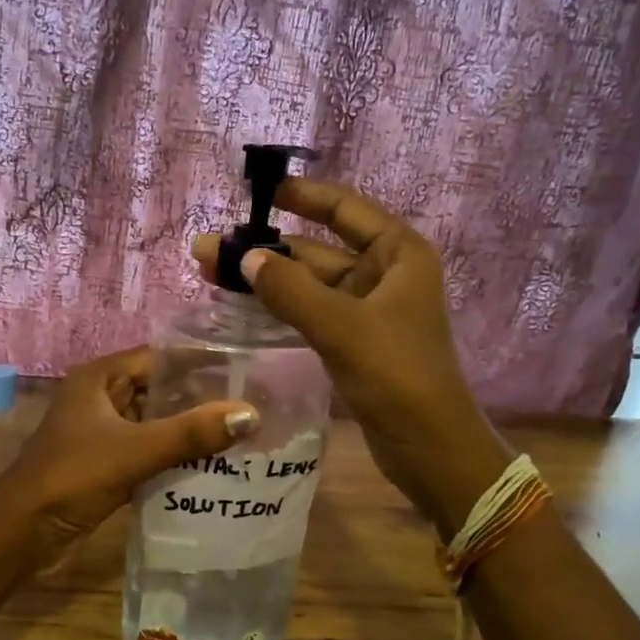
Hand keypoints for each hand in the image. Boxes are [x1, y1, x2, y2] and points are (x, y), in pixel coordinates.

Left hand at [1, 347, 259, 548]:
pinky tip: (212, 464)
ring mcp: (102, 433)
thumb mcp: (135, 450)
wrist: (22, 532)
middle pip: (159, 389)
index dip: (200, 360)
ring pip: (155, 422)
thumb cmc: (72, 477)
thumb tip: (250, 414)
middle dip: (200, 397)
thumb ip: (191, 433)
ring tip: (241, 432)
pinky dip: (175, 455)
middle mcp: (101, 398)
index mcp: (99, 379)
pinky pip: (148, 450)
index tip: (244, 367)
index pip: (159, 357)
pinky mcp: (106, 464)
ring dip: (189, 429)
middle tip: (251, 403)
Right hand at [193, 179, 508, 538]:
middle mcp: (385, 275)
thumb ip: (290, 289)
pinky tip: (243, 305)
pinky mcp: (354, 342)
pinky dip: (280, 307)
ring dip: (266, 279)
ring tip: (211, 272)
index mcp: (399, 255)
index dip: (303, 196)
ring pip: (310, 284)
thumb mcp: (342, 326)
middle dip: (266, 247)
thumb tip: (245, 255)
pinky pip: (311, 313)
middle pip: (318, 249)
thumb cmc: (397, 376)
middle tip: (209, 247)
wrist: (430, 449)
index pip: (345, 210)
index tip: (258, 191)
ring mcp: (369, 311)